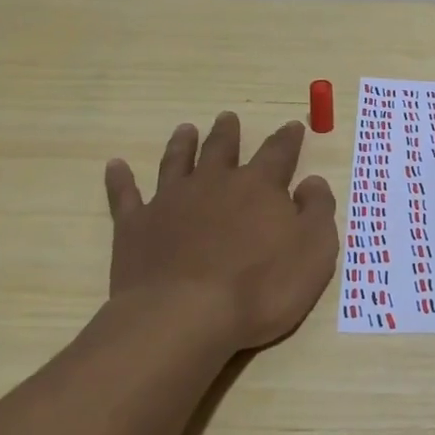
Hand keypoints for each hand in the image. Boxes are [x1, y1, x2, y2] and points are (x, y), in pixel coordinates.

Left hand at [103, 113, 337, 354]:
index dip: (288, 138)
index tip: (292, 126)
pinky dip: (121, 180)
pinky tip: (116, 166)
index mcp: (259, 187)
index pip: (278, 153)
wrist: (185, 317)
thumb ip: (318, 211)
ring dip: (182, 144)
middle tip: (228, 117)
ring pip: (177, 162)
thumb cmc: (261, 288)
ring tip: (185, 129)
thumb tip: (312, 181)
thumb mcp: (315, 251)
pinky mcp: (136, 226)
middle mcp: (214, 183)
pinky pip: (125, 195)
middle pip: (222, 149)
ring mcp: (170, 202)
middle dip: (228, 133)